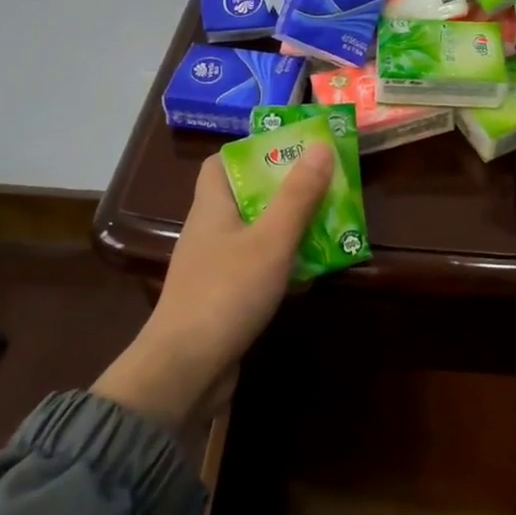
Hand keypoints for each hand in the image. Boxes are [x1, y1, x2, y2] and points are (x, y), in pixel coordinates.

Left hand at [91, 144, 334, 430]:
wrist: (186, 368)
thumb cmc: (227, 293)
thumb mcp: (271, 240)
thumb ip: (298, 196)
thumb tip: (322, 145)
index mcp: (212, 208)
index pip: (220, 163)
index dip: (252, 152)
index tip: (291, 151)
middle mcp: (209, 232)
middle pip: (246, 198)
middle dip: (285, 191)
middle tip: (324, 186)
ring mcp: (214, 268)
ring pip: (255, 235)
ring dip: (289, 229)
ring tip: (329, 224)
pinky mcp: (224, 299)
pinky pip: (257, 269)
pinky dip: (283, 265)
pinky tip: (311, 273)